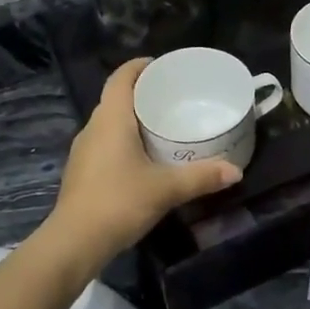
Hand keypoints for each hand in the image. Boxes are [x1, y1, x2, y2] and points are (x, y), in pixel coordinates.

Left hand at [47, 59, 241, 261]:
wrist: (74, 242)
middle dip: (141, 94)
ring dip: (131, 120)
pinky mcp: (81, 172)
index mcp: (111, 119)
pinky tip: (143, 159)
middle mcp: (93, 128)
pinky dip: (123, 142)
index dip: (138, 66)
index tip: (161, 66)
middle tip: (172, 98)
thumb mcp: (166, 189)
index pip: (121, 78)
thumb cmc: (119, 202)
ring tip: (161, 127)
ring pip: (109, 124)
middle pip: (116, 99)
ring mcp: (83, 151)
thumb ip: (201, 177)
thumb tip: (235, 171)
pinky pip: (104, 144)